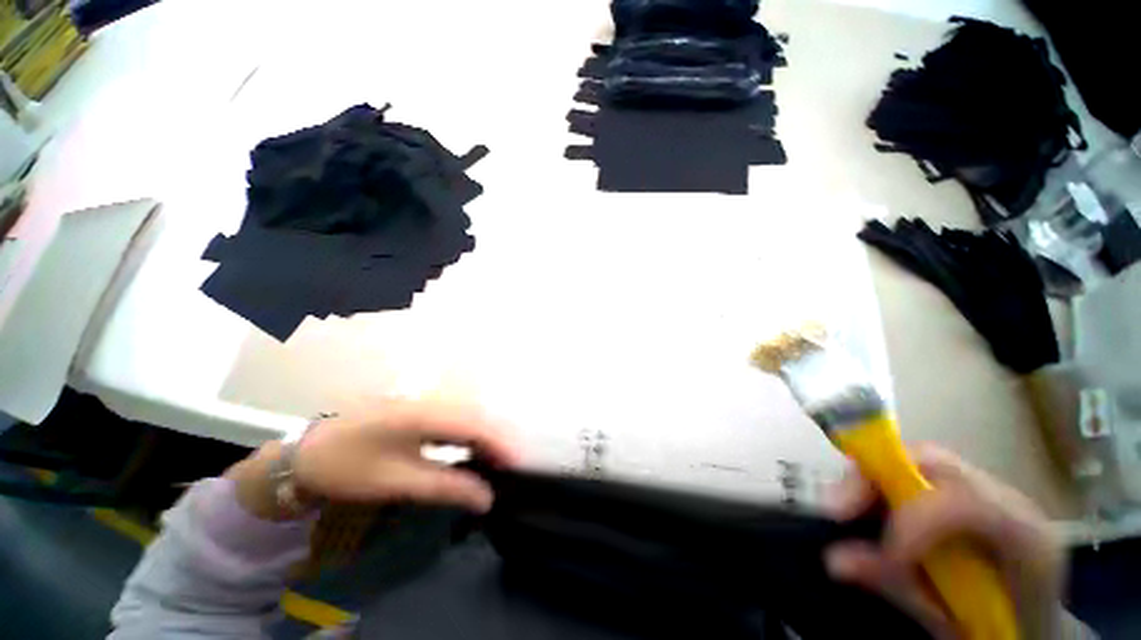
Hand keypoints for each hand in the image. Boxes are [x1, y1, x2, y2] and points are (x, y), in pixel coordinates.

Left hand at [227, 400, 519, 519]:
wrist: (304, 453)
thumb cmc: (347, 467)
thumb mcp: (396, 482)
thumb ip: (446, 487)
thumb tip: (486, 498)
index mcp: (425, 413)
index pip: (476, 424)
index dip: (500, 443)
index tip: (517, 466)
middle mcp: (430, 400)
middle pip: (476, 415)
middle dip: (496, 440)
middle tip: (508, 467)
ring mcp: (423, 402)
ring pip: (466, 415)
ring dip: (483, 437)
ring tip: (494, 461)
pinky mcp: (417, 409)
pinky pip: (453, 418)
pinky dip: (467, 435)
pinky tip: (468, 450)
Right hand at [823, 445, 1065, 639]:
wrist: (1036, 623)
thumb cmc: (1000, 628)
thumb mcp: (955, 624)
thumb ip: (902, 590)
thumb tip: (834, 559)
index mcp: (1027, 540)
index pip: (966, 503)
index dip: (913, 519)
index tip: (875, 552)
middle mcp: (1009, 500)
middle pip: (932, 462)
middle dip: (874, 479)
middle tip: (835, 509)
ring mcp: (989, 490)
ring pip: (917, 460)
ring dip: (871, 481)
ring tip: (843, 510)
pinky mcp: (967, 491)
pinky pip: (915, 472)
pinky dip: (882, 485)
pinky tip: (868, 510)